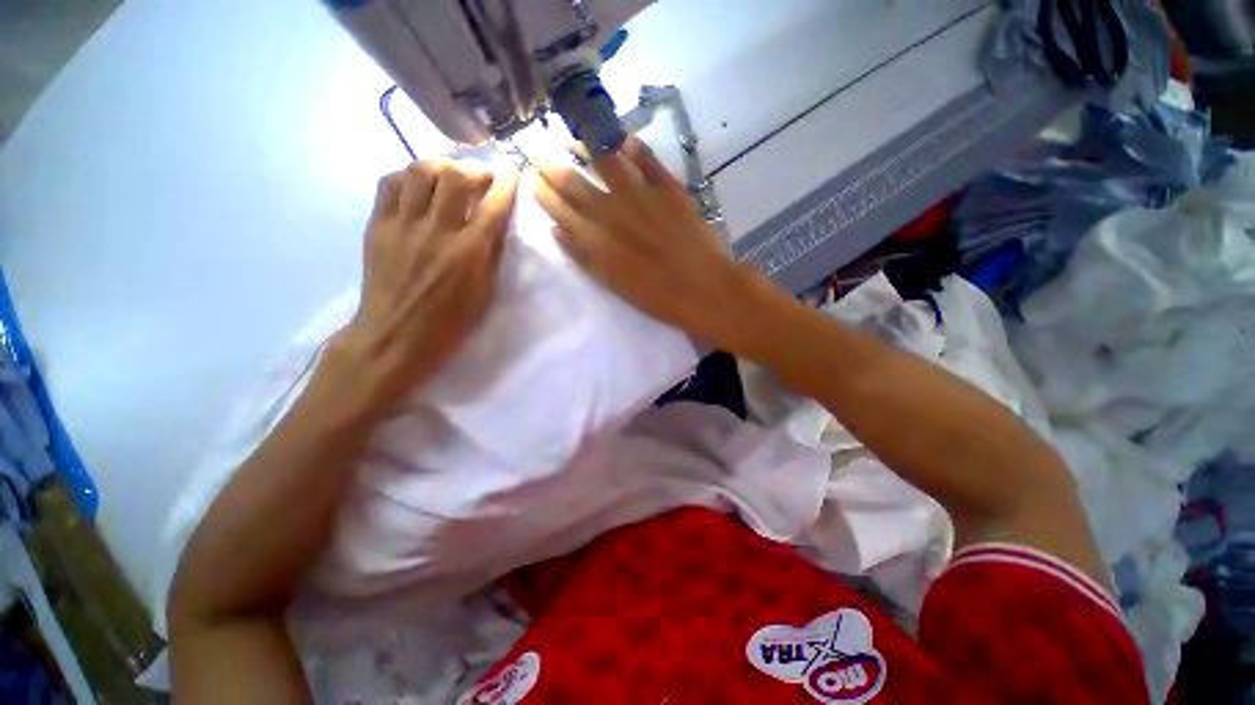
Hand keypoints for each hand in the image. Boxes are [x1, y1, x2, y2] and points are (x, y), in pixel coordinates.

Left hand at [338, 159, 518, 406]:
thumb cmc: (448, 323)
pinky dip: (408, 176)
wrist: (394, 336)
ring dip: (440, 166)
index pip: (492, 206)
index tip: (511, 173)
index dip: (505, 184)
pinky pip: (389, 184)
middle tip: (481, 175)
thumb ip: (491, 255)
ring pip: (419, 172)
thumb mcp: (484, 294)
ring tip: (449, 175)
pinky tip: (418, 185)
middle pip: (454, 177)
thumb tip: (495, 223)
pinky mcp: (377, 226)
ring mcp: (402, 226)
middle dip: (473, 168)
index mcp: (468, 254)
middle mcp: (436, 232)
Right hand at [529, 137, 785, 351]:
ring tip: (573, 138)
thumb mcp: (615, 285)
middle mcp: (615, 213)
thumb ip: (585, 257)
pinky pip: (648, 160)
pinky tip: (621, 139)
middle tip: (537, 153)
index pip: (562, 210)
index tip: (529, 178)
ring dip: (587, 147)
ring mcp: (643, 197)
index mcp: (600, 242)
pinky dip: (633, 147)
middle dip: (553, 167)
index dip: (543, 193)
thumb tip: (558, 231)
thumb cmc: (659, 297)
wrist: (706, 290)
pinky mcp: (670, 190)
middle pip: (576, 184)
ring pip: (607, 163)